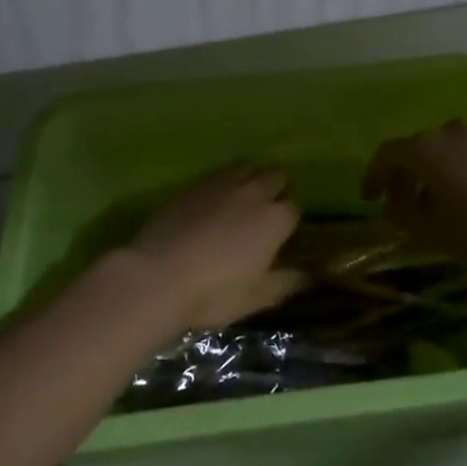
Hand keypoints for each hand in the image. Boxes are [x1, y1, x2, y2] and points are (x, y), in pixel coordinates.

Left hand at [121, 167, 302, 330]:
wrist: (158, 276)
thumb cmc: (214, 293)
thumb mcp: (257, 298)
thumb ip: (287, 282)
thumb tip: (308, 275)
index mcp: (275, 220)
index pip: (294, 207)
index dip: (288, 221)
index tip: (280, 235)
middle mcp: (254, 192)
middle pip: (276, 177)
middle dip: (276, 190)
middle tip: (263, 214)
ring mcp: (222, 184)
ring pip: (248, 167)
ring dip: (251, 179)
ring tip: (240, 201)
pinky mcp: (194, 184)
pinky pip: (218, 173)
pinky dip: (223, 182)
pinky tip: (212, 202)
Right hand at [364, 122, 466, 271]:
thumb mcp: (436, 232)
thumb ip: (404, 217)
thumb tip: (390, 207)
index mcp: (427, 148)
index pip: (387, 154)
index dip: (374, 175)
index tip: (369, 199)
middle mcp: (451, 131)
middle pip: (417, 148)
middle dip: (404, 176)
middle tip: (402, 205)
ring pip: (445, 149)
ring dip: (433, 172)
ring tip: (438, 204)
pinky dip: (459, 170)